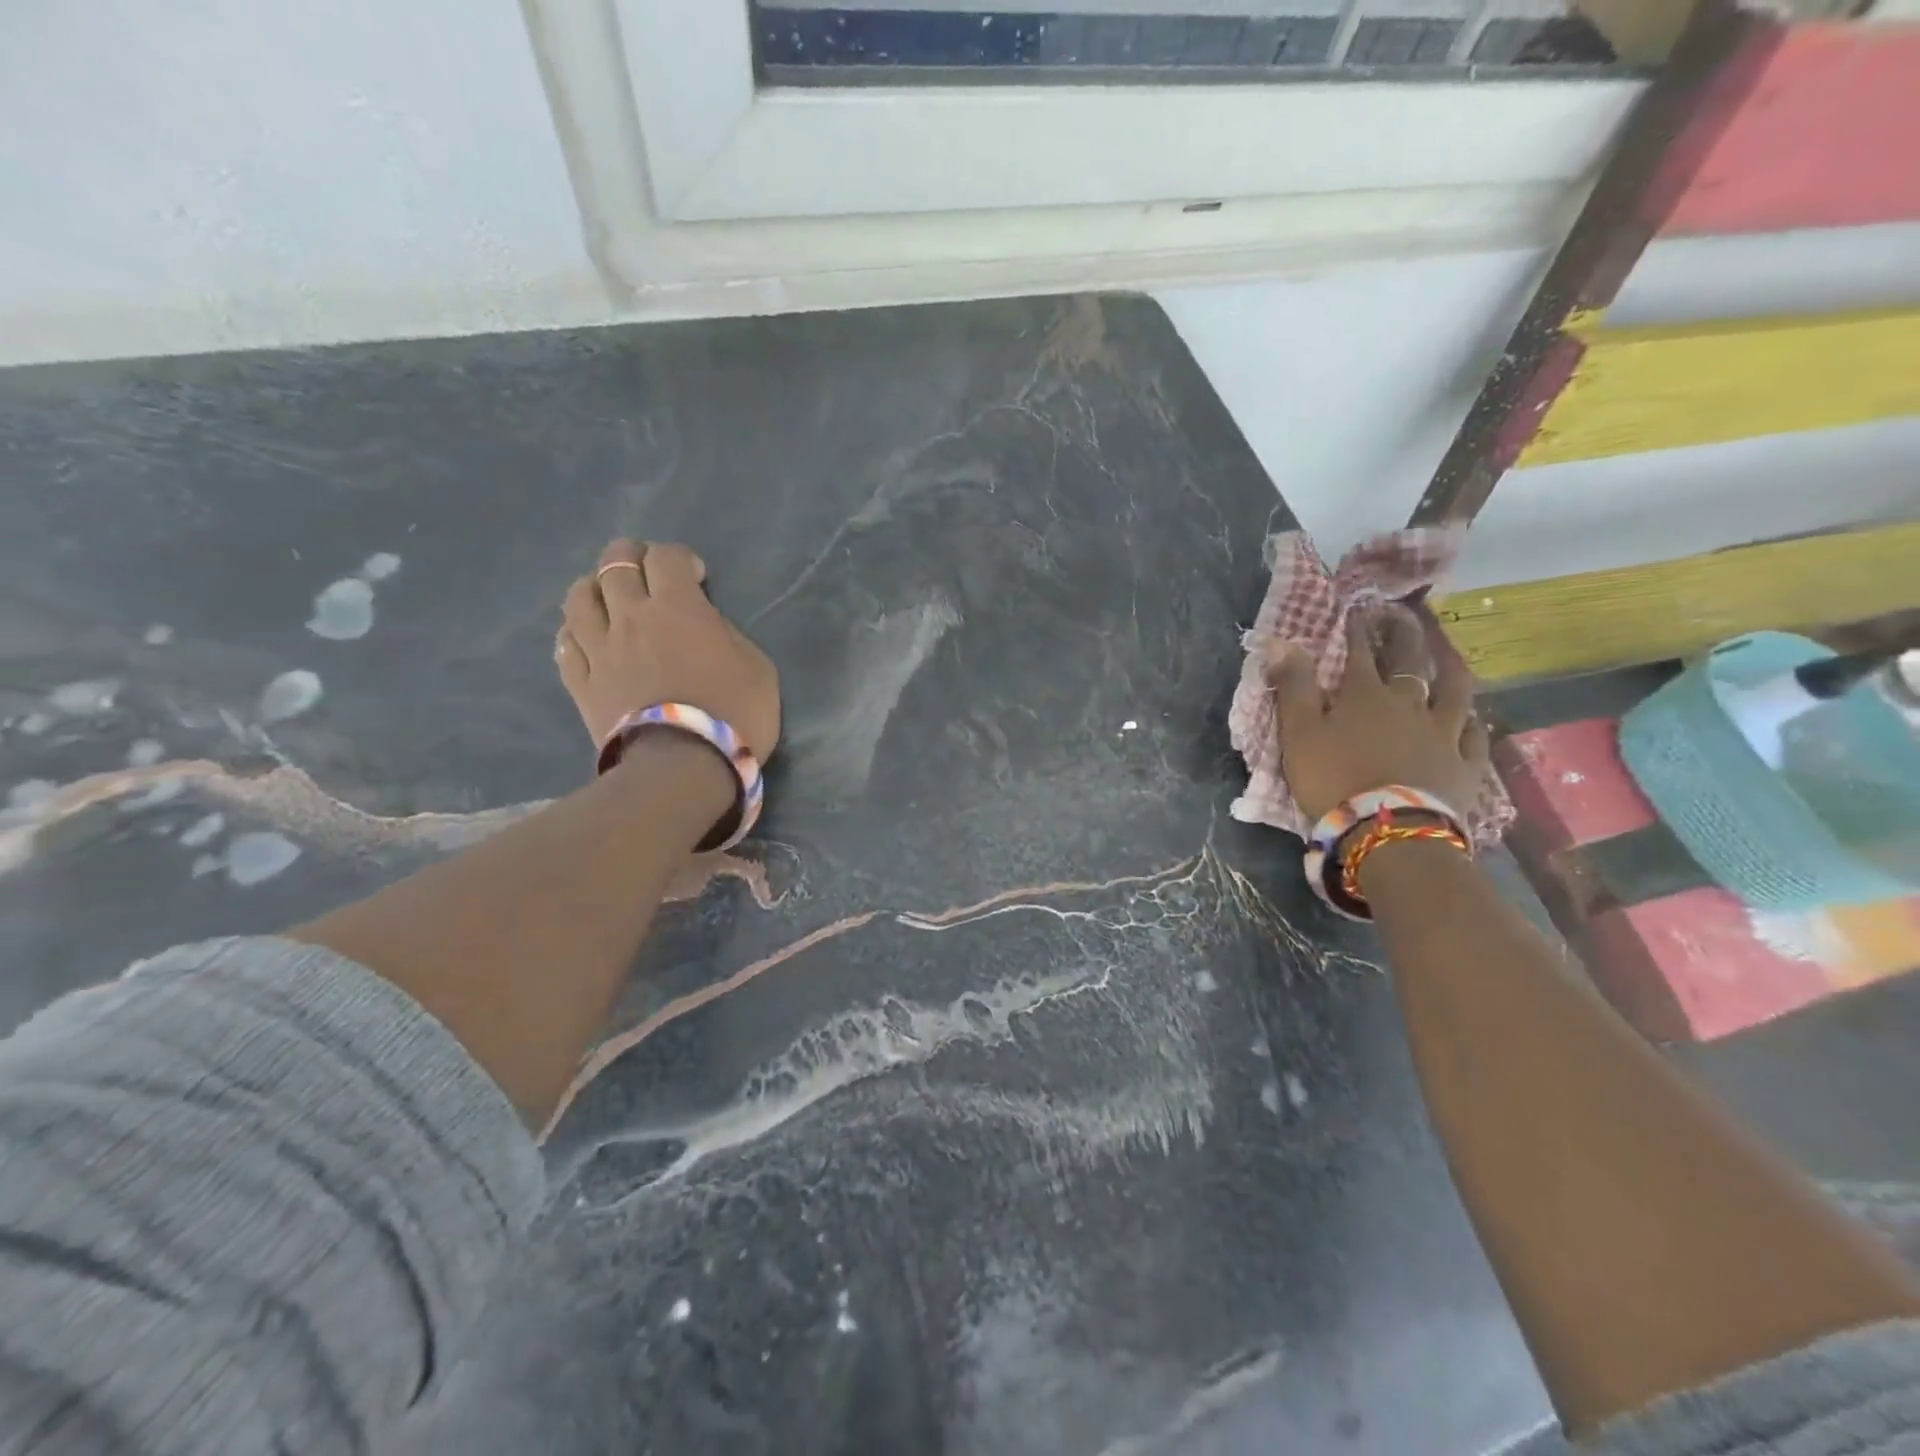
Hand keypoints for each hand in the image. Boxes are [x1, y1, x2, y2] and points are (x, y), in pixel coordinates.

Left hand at [555, 539, 780, 760]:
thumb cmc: (735, 715)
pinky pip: (565, 644)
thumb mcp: (758, 667)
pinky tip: (588, 637)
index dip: (681, 558)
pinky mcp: (581, 683)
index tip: (696, 577)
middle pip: (615, 563)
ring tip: (610, 599)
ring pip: (579, 597)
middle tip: (648, 575)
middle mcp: (631, 617)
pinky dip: (576, 632)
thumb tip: (706, 623)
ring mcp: (599, 649)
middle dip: (632, 557)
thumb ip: (728, 634)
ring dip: (595, 587)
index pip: (667, 556)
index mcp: (678, 607)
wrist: (683, 767)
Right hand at [1267, 605, 1487, 821]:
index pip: (1360, 652)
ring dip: (1450, 666)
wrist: (1389, 831)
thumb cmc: (1334, 780)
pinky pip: (1475, 736)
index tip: (1357, 609)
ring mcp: (1443, 732)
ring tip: (1447, 652)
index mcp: (1364, 695)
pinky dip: (1473, 722)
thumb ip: (1293, 687)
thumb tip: (1281, 643)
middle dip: (1404, 634)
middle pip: (1410, 661)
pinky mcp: (1465, 764)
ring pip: (1454, 690)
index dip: (1357, 629)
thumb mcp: (1299, 733)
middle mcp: (1409, 704)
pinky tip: (1473, 718)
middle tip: (1403, 614)